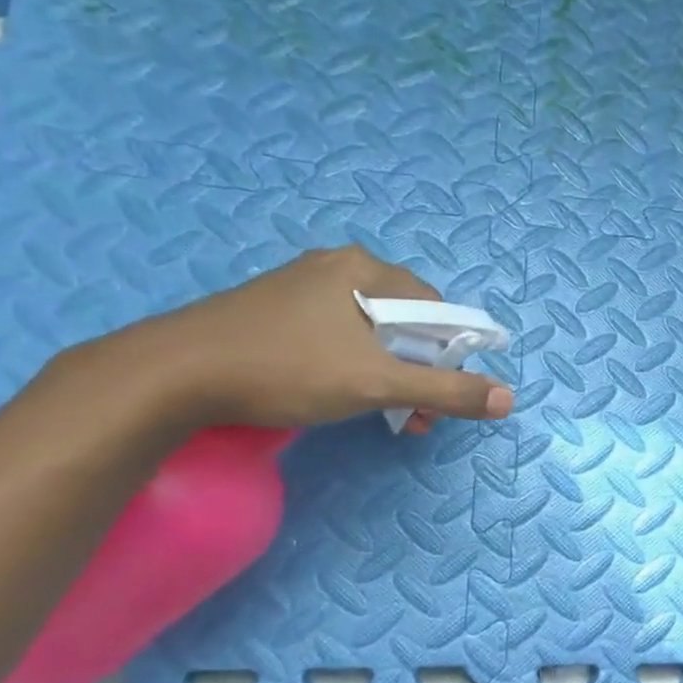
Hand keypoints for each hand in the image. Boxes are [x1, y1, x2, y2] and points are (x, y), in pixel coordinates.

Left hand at [102, 246, 514, 429]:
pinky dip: (353, 365)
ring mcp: (301, 287)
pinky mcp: (275, 310)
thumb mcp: (377, 384)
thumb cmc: (288, 368)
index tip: (443, 395)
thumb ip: (446, 391)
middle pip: (404, 320)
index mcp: (366, 269)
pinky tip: (339, 393)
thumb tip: (508, 398)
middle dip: (419, 371)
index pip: (436, 307)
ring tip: (385, 414)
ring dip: (389, 373)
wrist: (174, 374)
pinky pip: (336, 334)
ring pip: (369, 331)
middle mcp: (337, 267)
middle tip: (415, 415)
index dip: (451, 353)